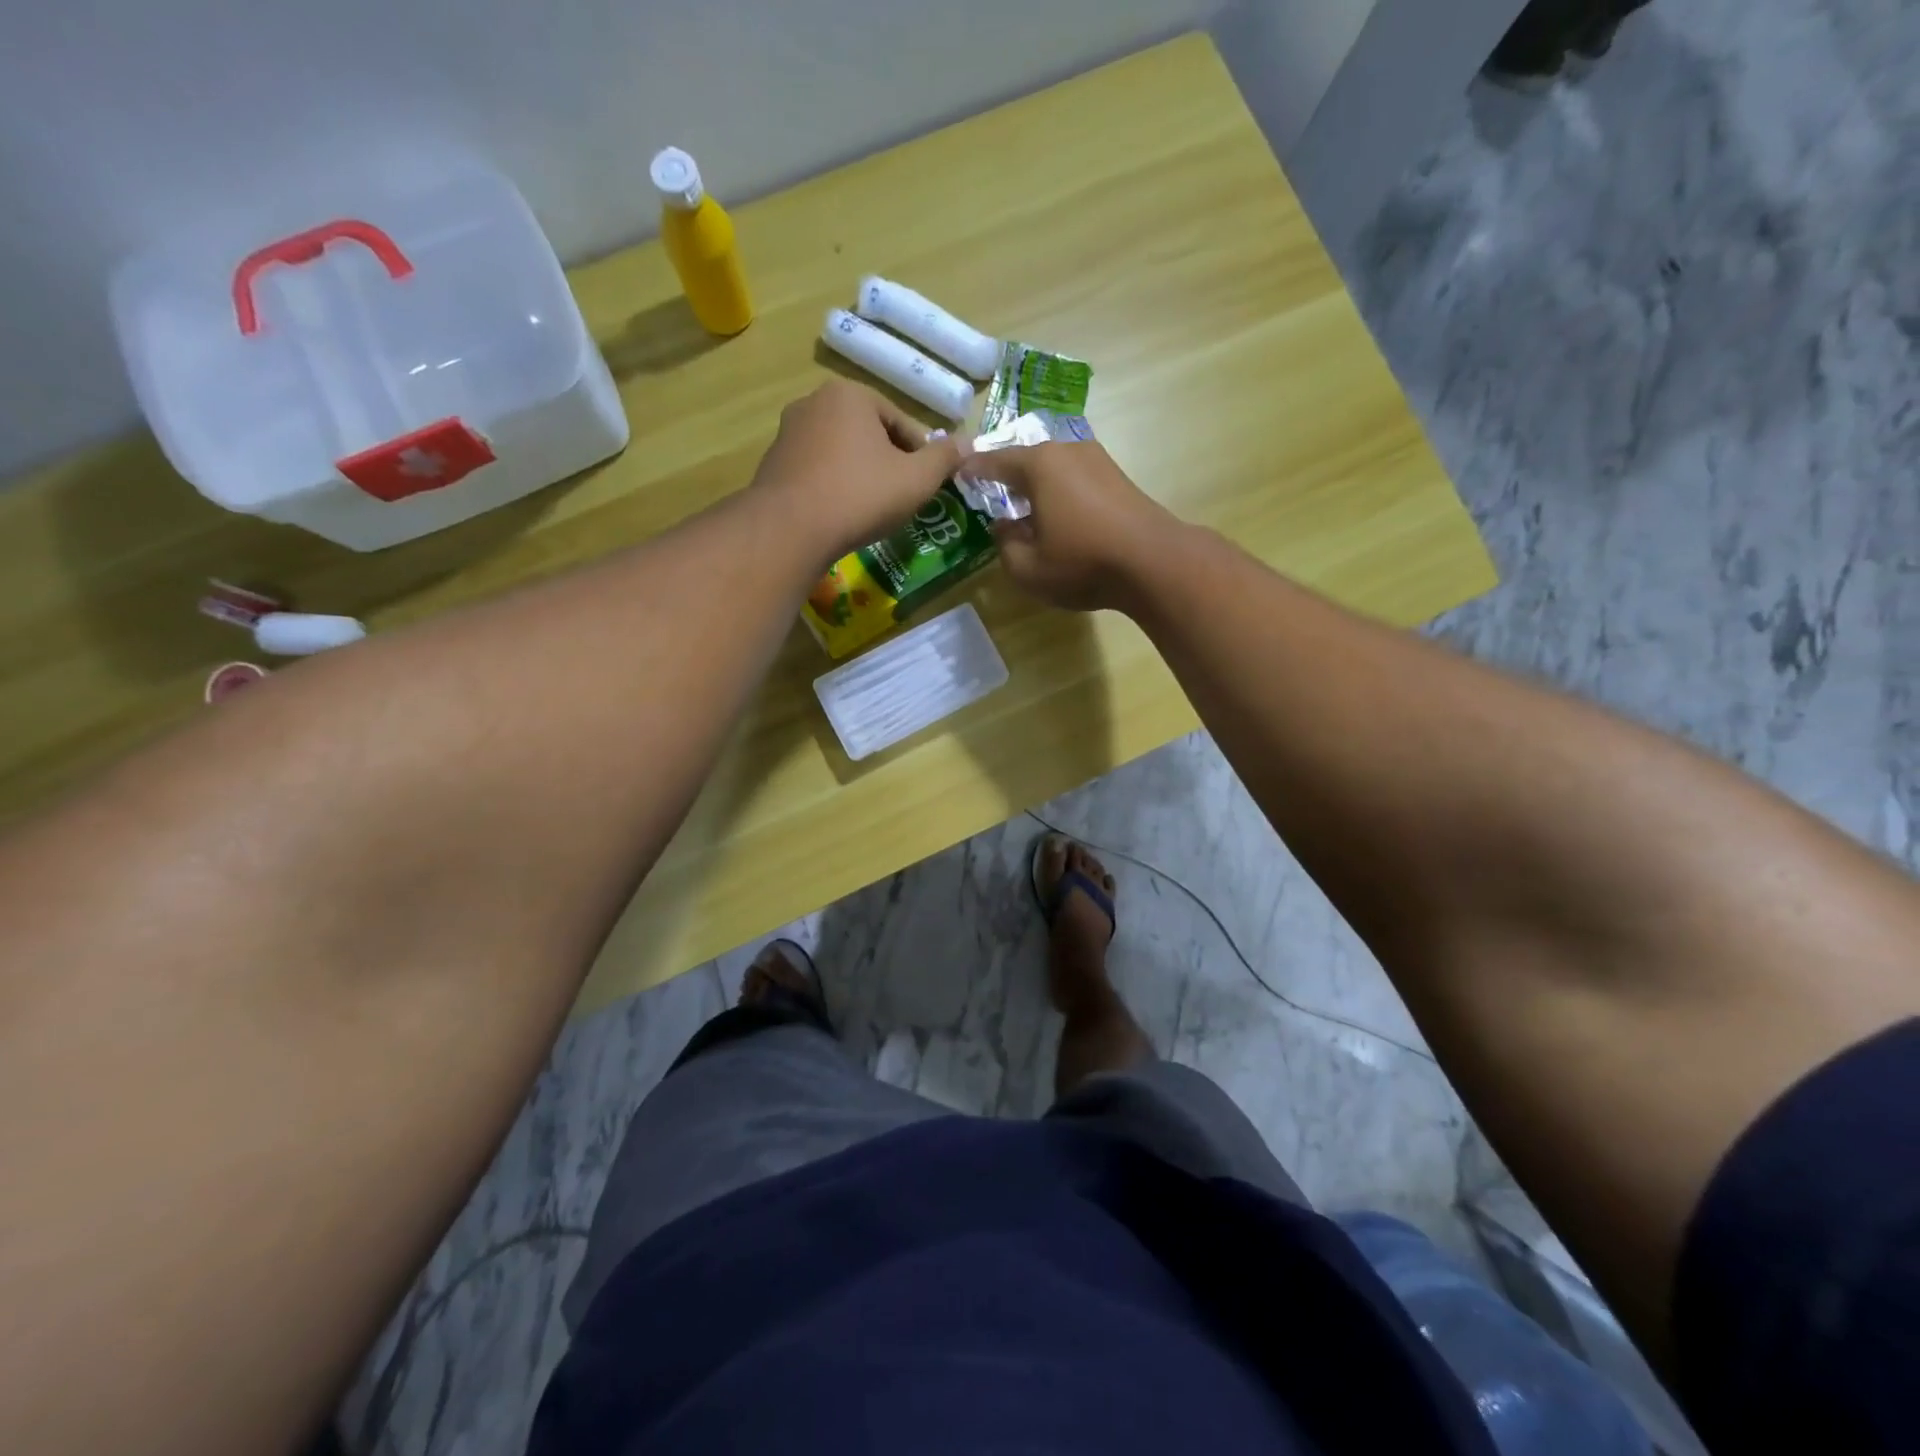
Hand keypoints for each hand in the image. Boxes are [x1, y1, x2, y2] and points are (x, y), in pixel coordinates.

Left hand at [750, 381, 969, 562]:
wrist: (791, 529)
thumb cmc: (861, 496)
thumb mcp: (917, 480)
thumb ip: (944, 459)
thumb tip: (969, 443)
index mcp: (851, 394)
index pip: (901, 423)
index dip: (921, 457)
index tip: (926, 487)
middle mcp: (814, 402)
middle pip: (869, 435)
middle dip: (888, 464)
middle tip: (901, 500)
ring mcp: (788, 432)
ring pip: (841, 454)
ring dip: (860, 476)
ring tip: (871, 511)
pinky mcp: (772, 463)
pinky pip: (816, 472)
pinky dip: (833, 488)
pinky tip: (840, 516)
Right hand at [960, 442, 1178, 611]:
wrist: (1154, 562)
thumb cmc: (1083, 562)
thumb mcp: (1028, 568)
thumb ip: (1005, 546)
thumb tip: (1004, 527)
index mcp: (1038, 465)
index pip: (994, 461)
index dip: (973, 470)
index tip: (957, 474)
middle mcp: (1067, 450)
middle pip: (1027, 459)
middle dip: (1007, 474)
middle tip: (990, 491)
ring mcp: (1097, 460)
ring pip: (1054, 467)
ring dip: (1036, 484)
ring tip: (1023, 505)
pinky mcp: (1117, 477)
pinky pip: (1075, 478)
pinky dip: (1060, 491)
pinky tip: (1057, 513)